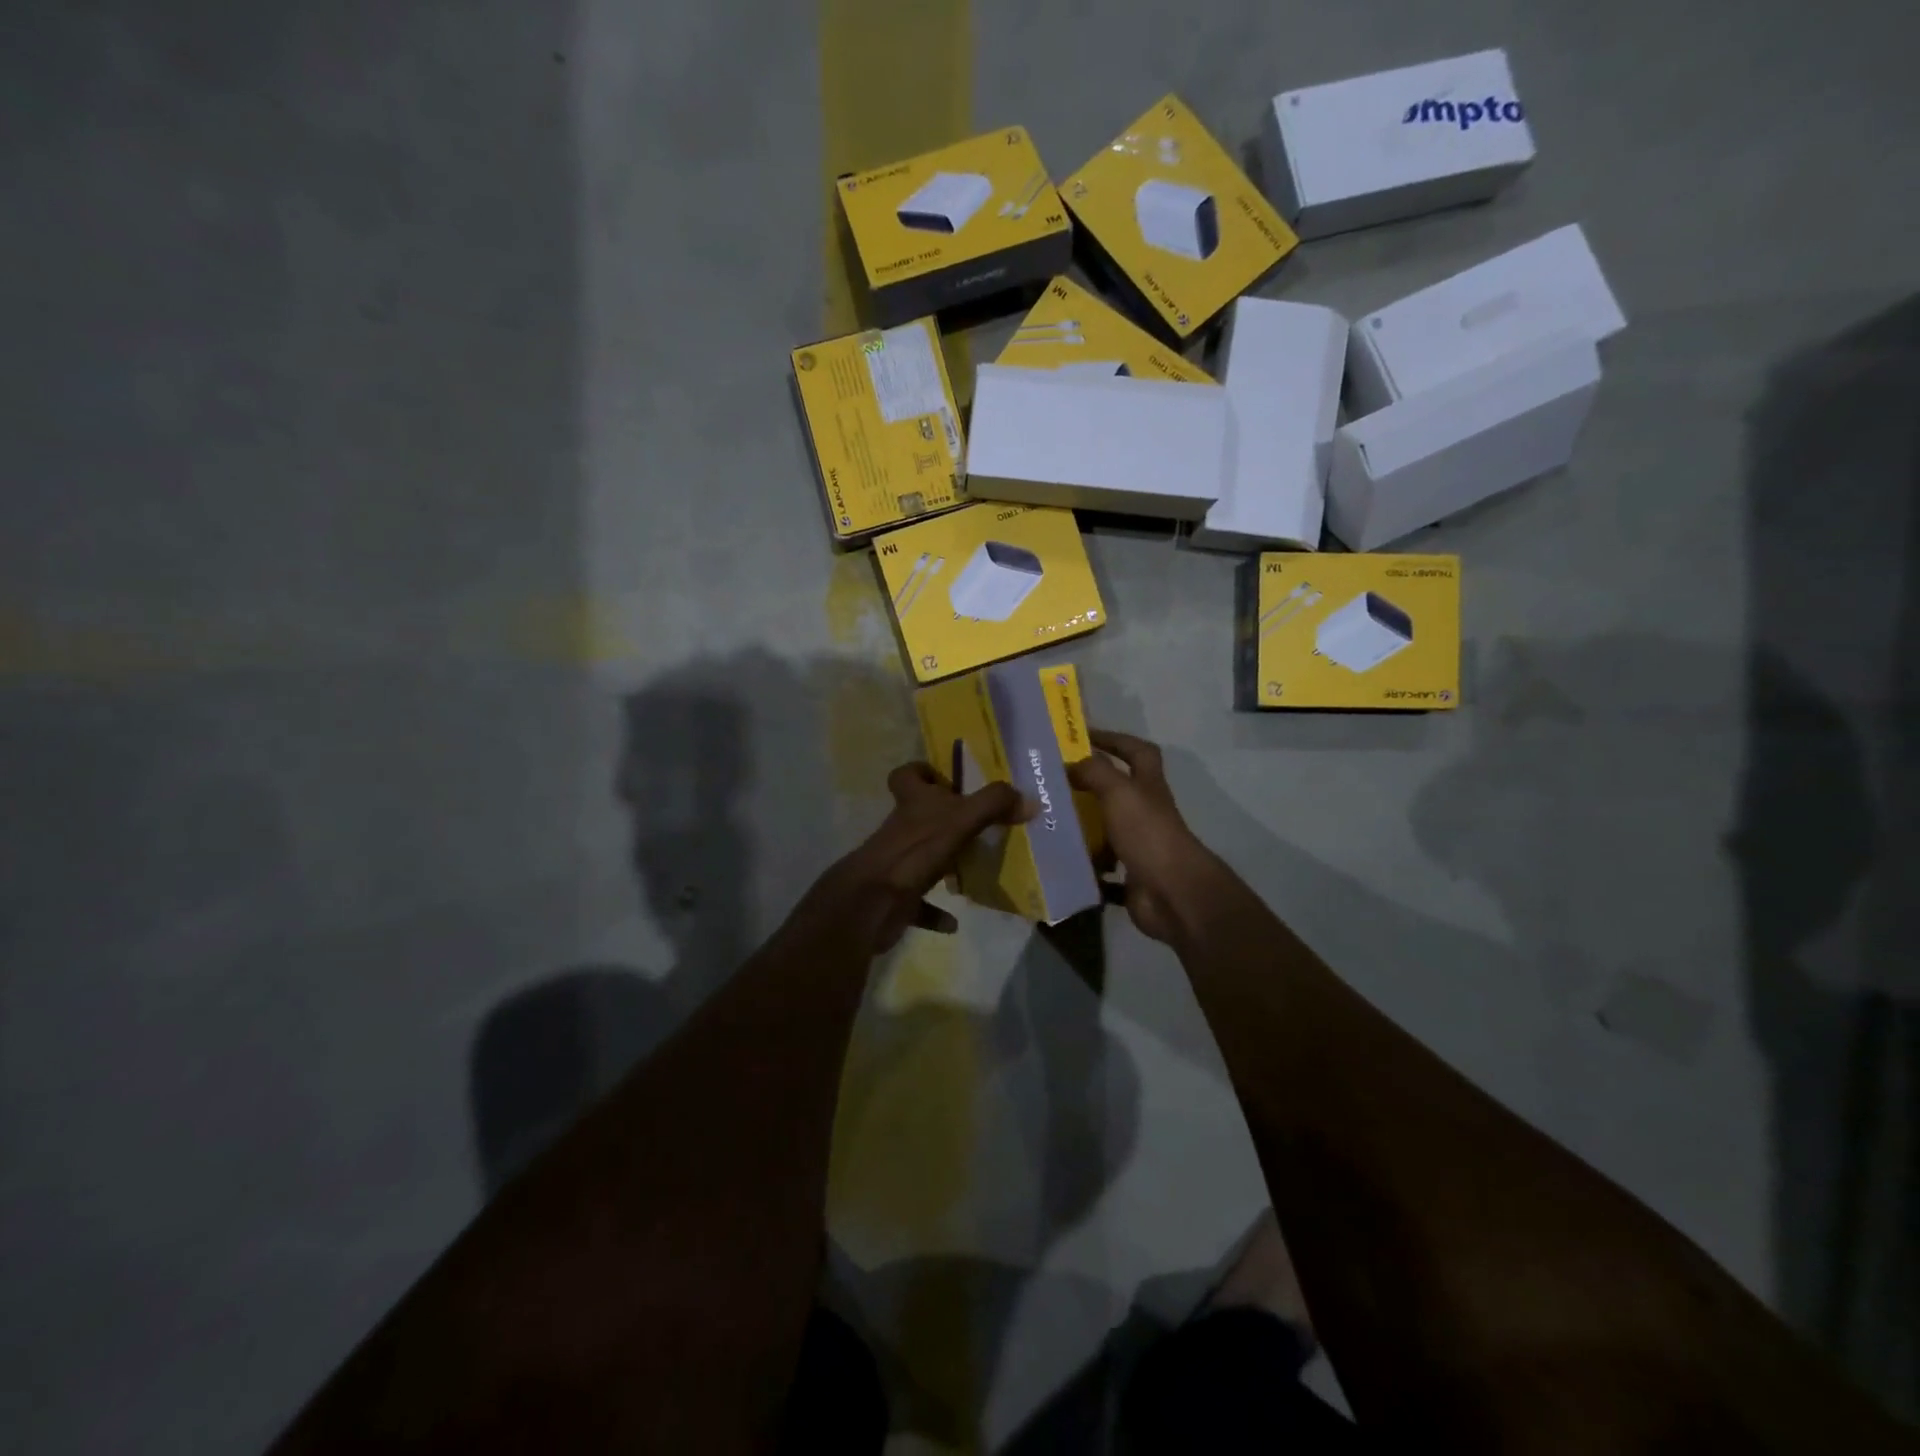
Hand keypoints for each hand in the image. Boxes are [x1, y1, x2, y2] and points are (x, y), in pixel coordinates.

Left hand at [804, 762, 1027, 954]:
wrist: (873, 902)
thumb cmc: (916, 851)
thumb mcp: (961, 820)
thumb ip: (994, 805)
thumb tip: (1029, 800)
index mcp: (911, 803)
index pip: (906, 775)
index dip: (922, 772)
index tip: (947, 780)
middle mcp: (900, 829)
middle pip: (918, 816)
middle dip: (944, 820)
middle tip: (977, 826)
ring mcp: (895, 864)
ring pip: (920, 857)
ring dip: (943, 864)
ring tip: (974, 869)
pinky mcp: (895, 897)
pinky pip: (918, 904)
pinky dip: (935, 912)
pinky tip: (953, 921)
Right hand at [1067, 730, 1213, 943]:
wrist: (1173, 894)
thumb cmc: (1148, 834)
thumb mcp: (1119, 792)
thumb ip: (1095, 772)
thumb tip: (1069, 762)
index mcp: (1147, 787)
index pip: (1137, 752)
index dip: (1115, 739)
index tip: (1084, 737)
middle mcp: (1146, 813)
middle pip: (1119, 792)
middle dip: (1089, 786)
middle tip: (1053, 783)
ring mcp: (1140, 847)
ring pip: (1107, 831)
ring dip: (1083, 828)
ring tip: (1047, 823)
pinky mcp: (1131, 878)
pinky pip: (1102, 871)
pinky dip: (1085, 869)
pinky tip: (1060, 864)